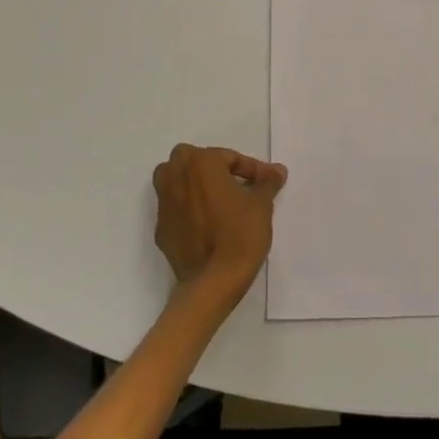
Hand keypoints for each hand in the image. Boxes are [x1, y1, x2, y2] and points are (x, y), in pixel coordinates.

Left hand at [153, 143, 287, 298]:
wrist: (212, 282)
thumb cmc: (240, 234)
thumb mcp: (262, 205)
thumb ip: (267, 182)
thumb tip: (277, 170)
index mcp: (200, 163)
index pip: (229, 157)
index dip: (251, 169)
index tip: (267, 183)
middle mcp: (175, 176)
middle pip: (194, 161)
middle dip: (215, 168)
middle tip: (237, 186)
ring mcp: (163, 204)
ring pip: (177, 181)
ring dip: (195, 185)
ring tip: (219, 201)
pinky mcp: (160, 229)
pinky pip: (175, 208)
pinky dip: (189, 209)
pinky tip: (207, 225)